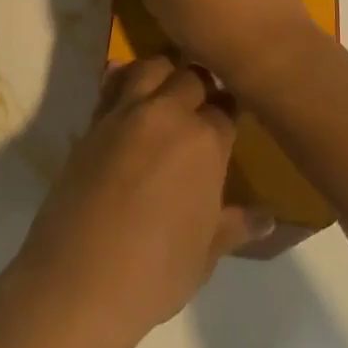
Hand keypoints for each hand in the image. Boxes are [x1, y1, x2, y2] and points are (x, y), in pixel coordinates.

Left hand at [9, 57, 272, 347]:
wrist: (80, 279)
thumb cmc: (155, 272)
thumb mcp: (205, 253)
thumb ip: (234, 225)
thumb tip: (267, 218)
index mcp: (205, 142)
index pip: (227, 109)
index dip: (230, 113)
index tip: (231, 121)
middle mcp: (167, 115)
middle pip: (191, 77)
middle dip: (202, 84)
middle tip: (204, 103)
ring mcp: (124, 115)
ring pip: (149, 67)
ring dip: (164, 71)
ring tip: (168, 88)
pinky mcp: (91, 124)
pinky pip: (111, 86)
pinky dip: (121, 79)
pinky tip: (126, 89)